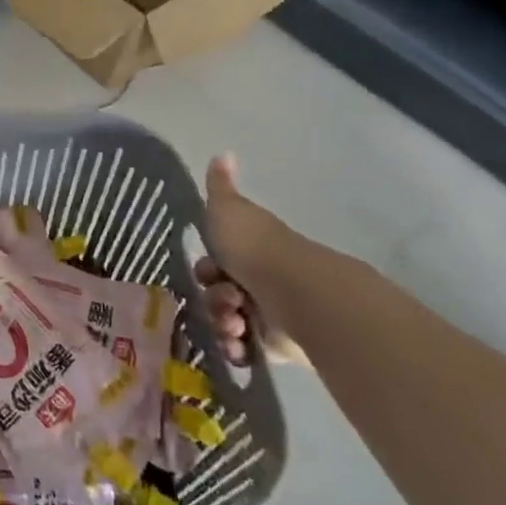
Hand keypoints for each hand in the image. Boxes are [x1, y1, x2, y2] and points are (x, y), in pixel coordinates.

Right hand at [197, 154, 307, 366]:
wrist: (298, 296)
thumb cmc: (257, 249)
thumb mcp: (230, 210)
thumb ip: (220, 187)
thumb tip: (225, 152)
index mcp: (250, 252)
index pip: (215, 264)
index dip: (207, 270)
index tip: (210, 273)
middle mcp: (259, 282)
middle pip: (218, 294)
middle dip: (213, 300)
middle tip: (228, 303)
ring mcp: (268, 315)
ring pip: (227, 322)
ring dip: (221, 325)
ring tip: (235, 328)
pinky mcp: (277, 347)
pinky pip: (244, 351)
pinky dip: (236, 350)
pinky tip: (239, 347)